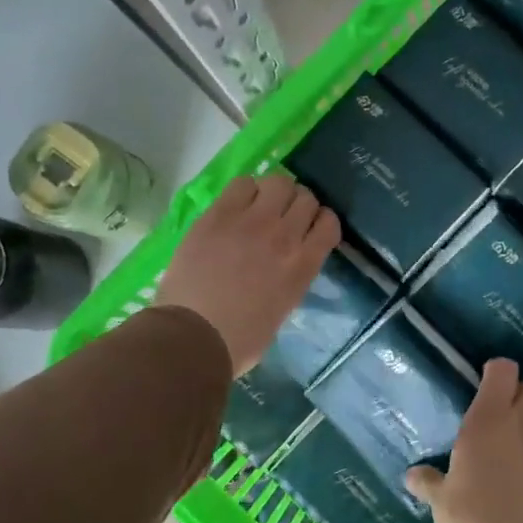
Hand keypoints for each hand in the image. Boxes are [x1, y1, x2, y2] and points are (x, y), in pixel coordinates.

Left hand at [155, 175, 339, 375]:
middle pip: (305, 197)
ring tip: (260, 206)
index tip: (309, 229)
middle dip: (297, 204)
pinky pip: (242, 184)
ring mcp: (251, 221)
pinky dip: (245, 191)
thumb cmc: (240, 340)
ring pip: (278, 182)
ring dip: (273, 192)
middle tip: (282, 216)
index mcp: (303, 266)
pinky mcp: (219, 215)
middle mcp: (284, 236)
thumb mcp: (282, 309)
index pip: (328, 223)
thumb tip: (284, 264)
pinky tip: (236, 206)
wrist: (194, 337)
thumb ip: (291, 278)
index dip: (320, 222)